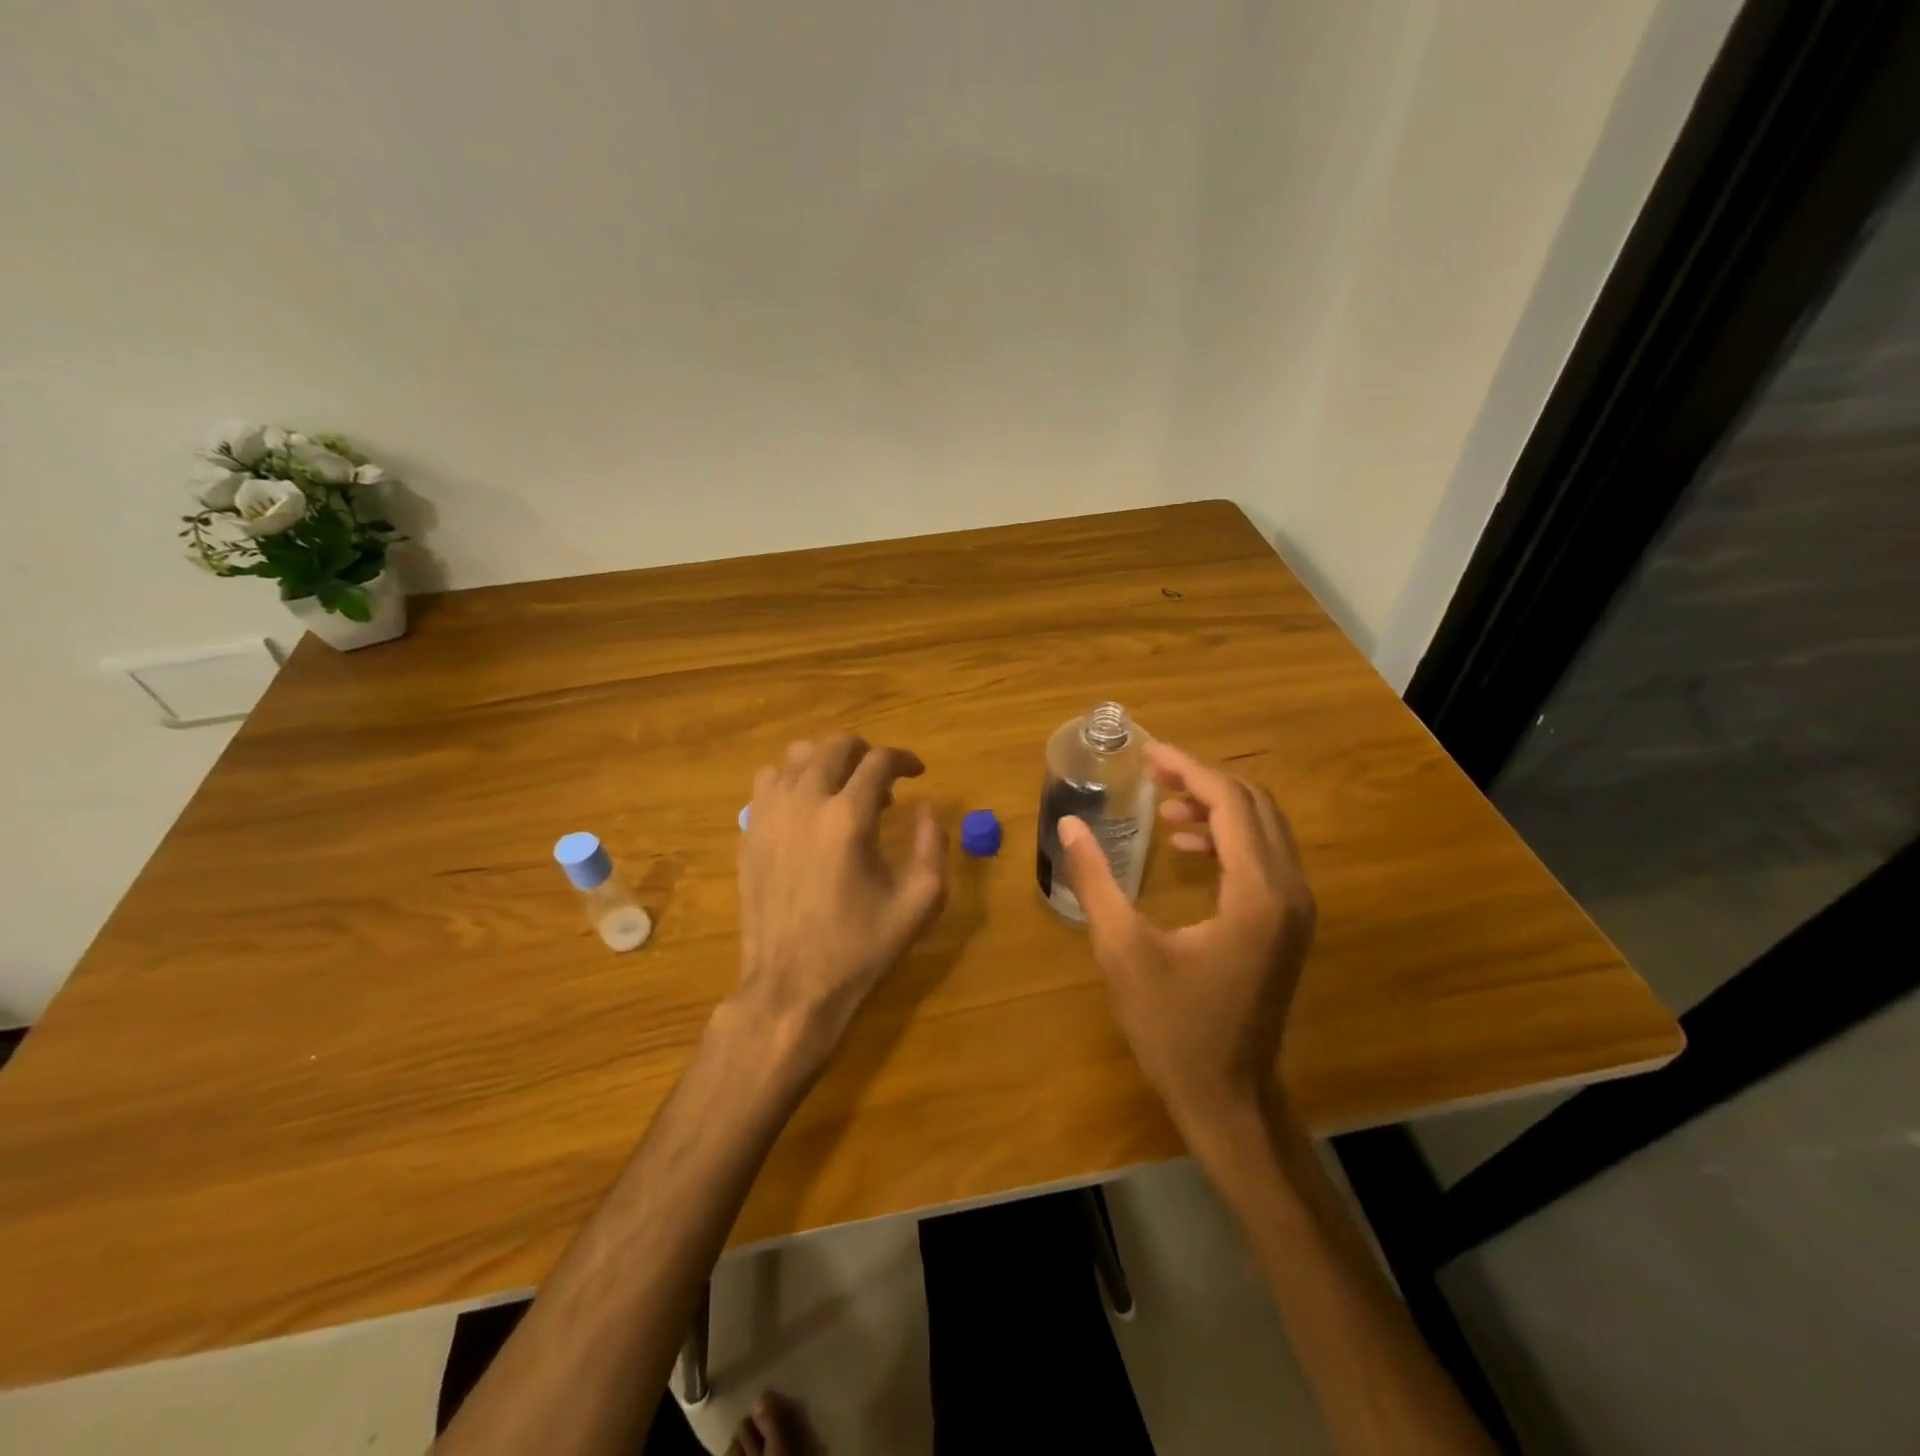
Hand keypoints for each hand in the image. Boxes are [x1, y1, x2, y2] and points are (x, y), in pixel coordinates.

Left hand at [735, 736, 947, 1067]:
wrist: (792, 986)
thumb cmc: (860, 947)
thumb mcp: (919, 902)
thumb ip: (932, 845)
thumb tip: (925, 807)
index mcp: (848, 818)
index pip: (879, 761)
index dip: (904, 759)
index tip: (917, 772)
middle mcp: (804, 803)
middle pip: (834, 745)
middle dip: (866, 752)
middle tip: (882, 778)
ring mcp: (769, 815)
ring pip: (795, 756)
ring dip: (826, 761)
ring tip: (842, 788)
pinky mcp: (748, 833)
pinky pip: (767, 783)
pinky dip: (791, 780)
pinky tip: (806, 808)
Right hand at [1059, 741, 1315, 1127]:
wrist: (1227, 1098)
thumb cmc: (1172, 1027)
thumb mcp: (1122, 949)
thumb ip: (1095, 880)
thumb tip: (1069, 823)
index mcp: (1256, 893)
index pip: (1230, 804)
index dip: (1189, 769)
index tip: (1148, 752)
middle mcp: (1289, 892)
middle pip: (1254, 806)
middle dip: (1203, 780)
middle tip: (1152, 771)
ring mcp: (1294, 910)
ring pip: (1263, 829)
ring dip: (1216, 806)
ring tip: (1163, 805)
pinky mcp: (1285, 925)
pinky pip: (1263, 857)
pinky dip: (1226, 838)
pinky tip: (1184, 846)